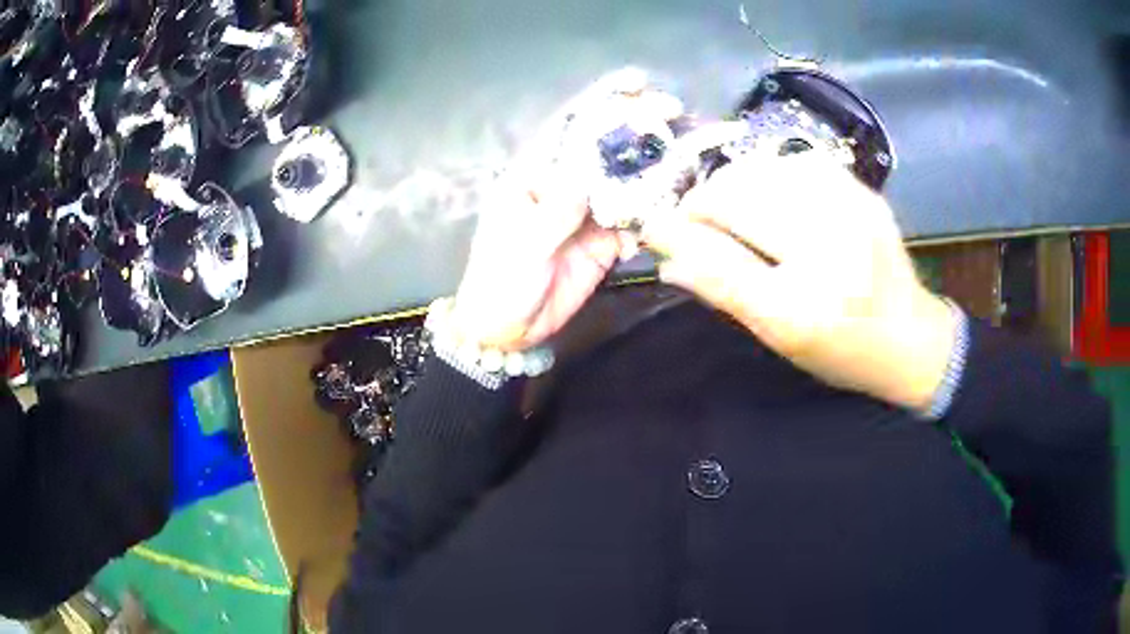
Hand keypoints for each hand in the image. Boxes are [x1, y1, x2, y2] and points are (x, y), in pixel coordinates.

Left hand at [451, 69, 680, 351]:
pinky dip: (655, 214)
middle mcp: (565, 185)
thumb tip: (585, 175)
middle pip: (605, 148)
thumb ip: (554, 211)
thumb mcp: (521, 244)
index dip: (601, 102)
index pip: (569, 128)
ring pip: (626, 182)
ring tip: (687, 155)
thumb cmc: (500, 281)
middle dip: (638, 128)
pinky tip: (676, 205)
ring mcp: (588, 213)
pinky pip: (635, 220)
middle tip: (674, 112)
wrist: (507, 330)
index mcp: (535, 175)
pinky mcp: (605, 242)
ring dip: (655, 168)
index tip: (636, 83)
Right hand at [642, 151, 958, 412]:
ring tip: (731, 205)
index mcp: (803, 309)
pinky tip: (770, 192)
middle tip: (695, 217)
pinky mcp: (862, 191)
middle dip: (703, 203)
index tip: (652, 223)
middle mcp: (829, 252)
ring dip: (733, 184)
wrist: (910, 337)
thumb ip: (723, 291)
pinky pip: (796, 162)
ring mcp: (851, 212)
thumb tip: (667, 255)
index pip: (719, 259)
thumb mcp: (779, 337)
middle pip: (738, 199)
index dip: (677, 233)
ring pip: (763, 170)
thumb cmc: (841, 351)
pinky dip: (769, 172)